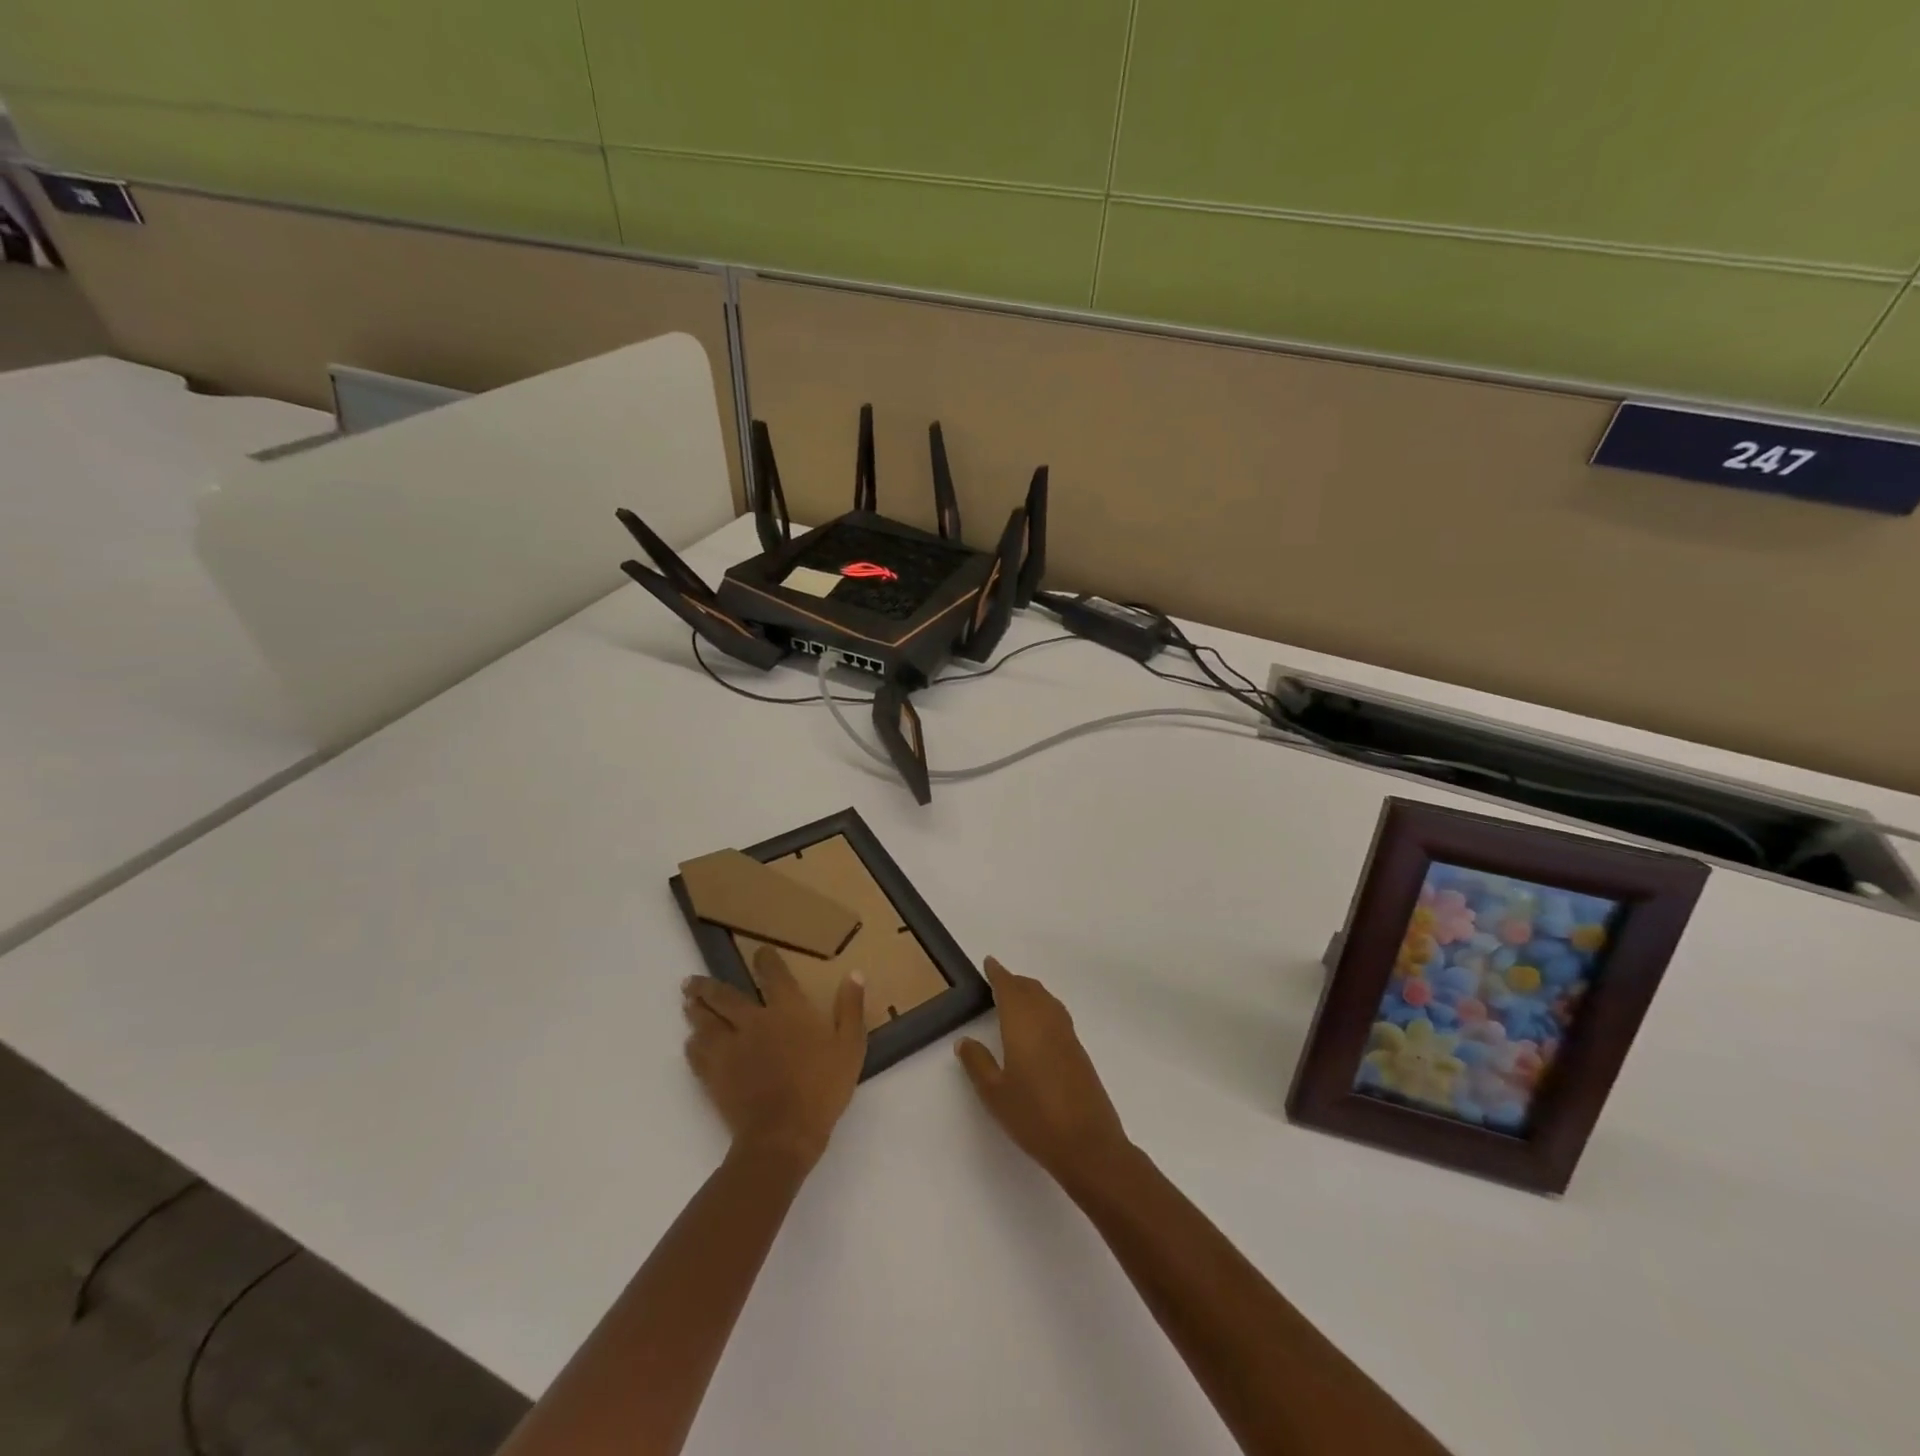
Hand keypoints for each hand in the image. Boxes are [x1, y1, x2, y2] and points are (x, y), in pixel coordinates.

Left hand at [683, 946, 866, 1170]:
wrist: (783, 1135)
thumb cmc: (822, 1088)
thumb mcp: (850, 1046)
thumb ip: (850, 1008)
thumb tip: (854, 973)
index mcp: (787, 1010)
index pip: (773, 975)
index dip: (765, 960)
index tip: (759, 952)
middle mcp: (754, 1021)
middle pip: (725, 997)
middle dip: (709, 986)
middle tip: (692, 980)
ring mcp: (730, 1048)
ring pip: (706, 1021)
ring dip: (696, 1009)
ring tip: (687, 1001)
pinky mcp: (715, 1075)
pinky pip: (697, 1054)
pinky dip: (692, 1045)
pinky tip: (690, 1042)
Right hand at [956, 958, 1133, 1196]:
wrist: (1088, 1144)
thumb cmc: (1034, 1117)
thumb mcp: (994, 1093)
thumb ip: (978, 1063)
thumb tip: (965, 1040)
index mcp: (1023, 1024)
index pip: (1009, 989)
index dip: (998, 974)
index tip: (989, 962)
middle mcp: (1047, 1021)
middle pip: (1030, 990)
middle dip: (1014, 981)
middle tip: (998, 980)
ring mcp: (1067, 1036)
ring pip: (1047, 1000)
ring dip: (1031, 992)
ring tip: (1016, 997)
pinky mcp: (1079, 1052)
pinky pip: (1057, 1015)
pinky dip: (1044, 1007)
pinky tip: (1039, 1025)